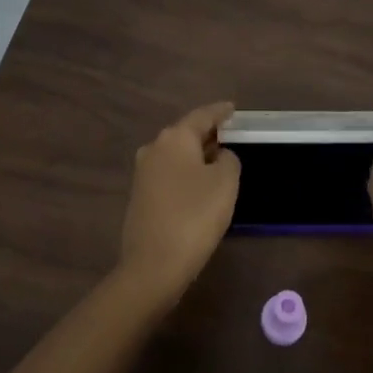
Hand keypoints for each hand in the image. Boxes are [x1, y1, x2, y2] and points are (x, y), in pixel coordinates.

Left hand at [117, 102, 240, 306]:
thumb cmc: (195, 216)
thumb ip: (228, 160)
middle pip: (186, 133)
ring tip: (218, 160)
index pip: (202, 115)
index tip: (233, 108)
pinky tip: (199, 186)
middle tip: (230, 135)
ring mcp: (143, 173)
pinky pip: (169, 174)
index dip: (220, 111)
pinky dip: (186, 174)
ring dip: (196, 155)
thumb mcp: (225, 183)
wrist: (153, 265)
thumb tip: (219, 156)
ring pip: (176, 155)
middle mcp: (154, 148)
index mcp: (175, 138)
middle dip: (207, 134)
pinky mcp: (140, 197)